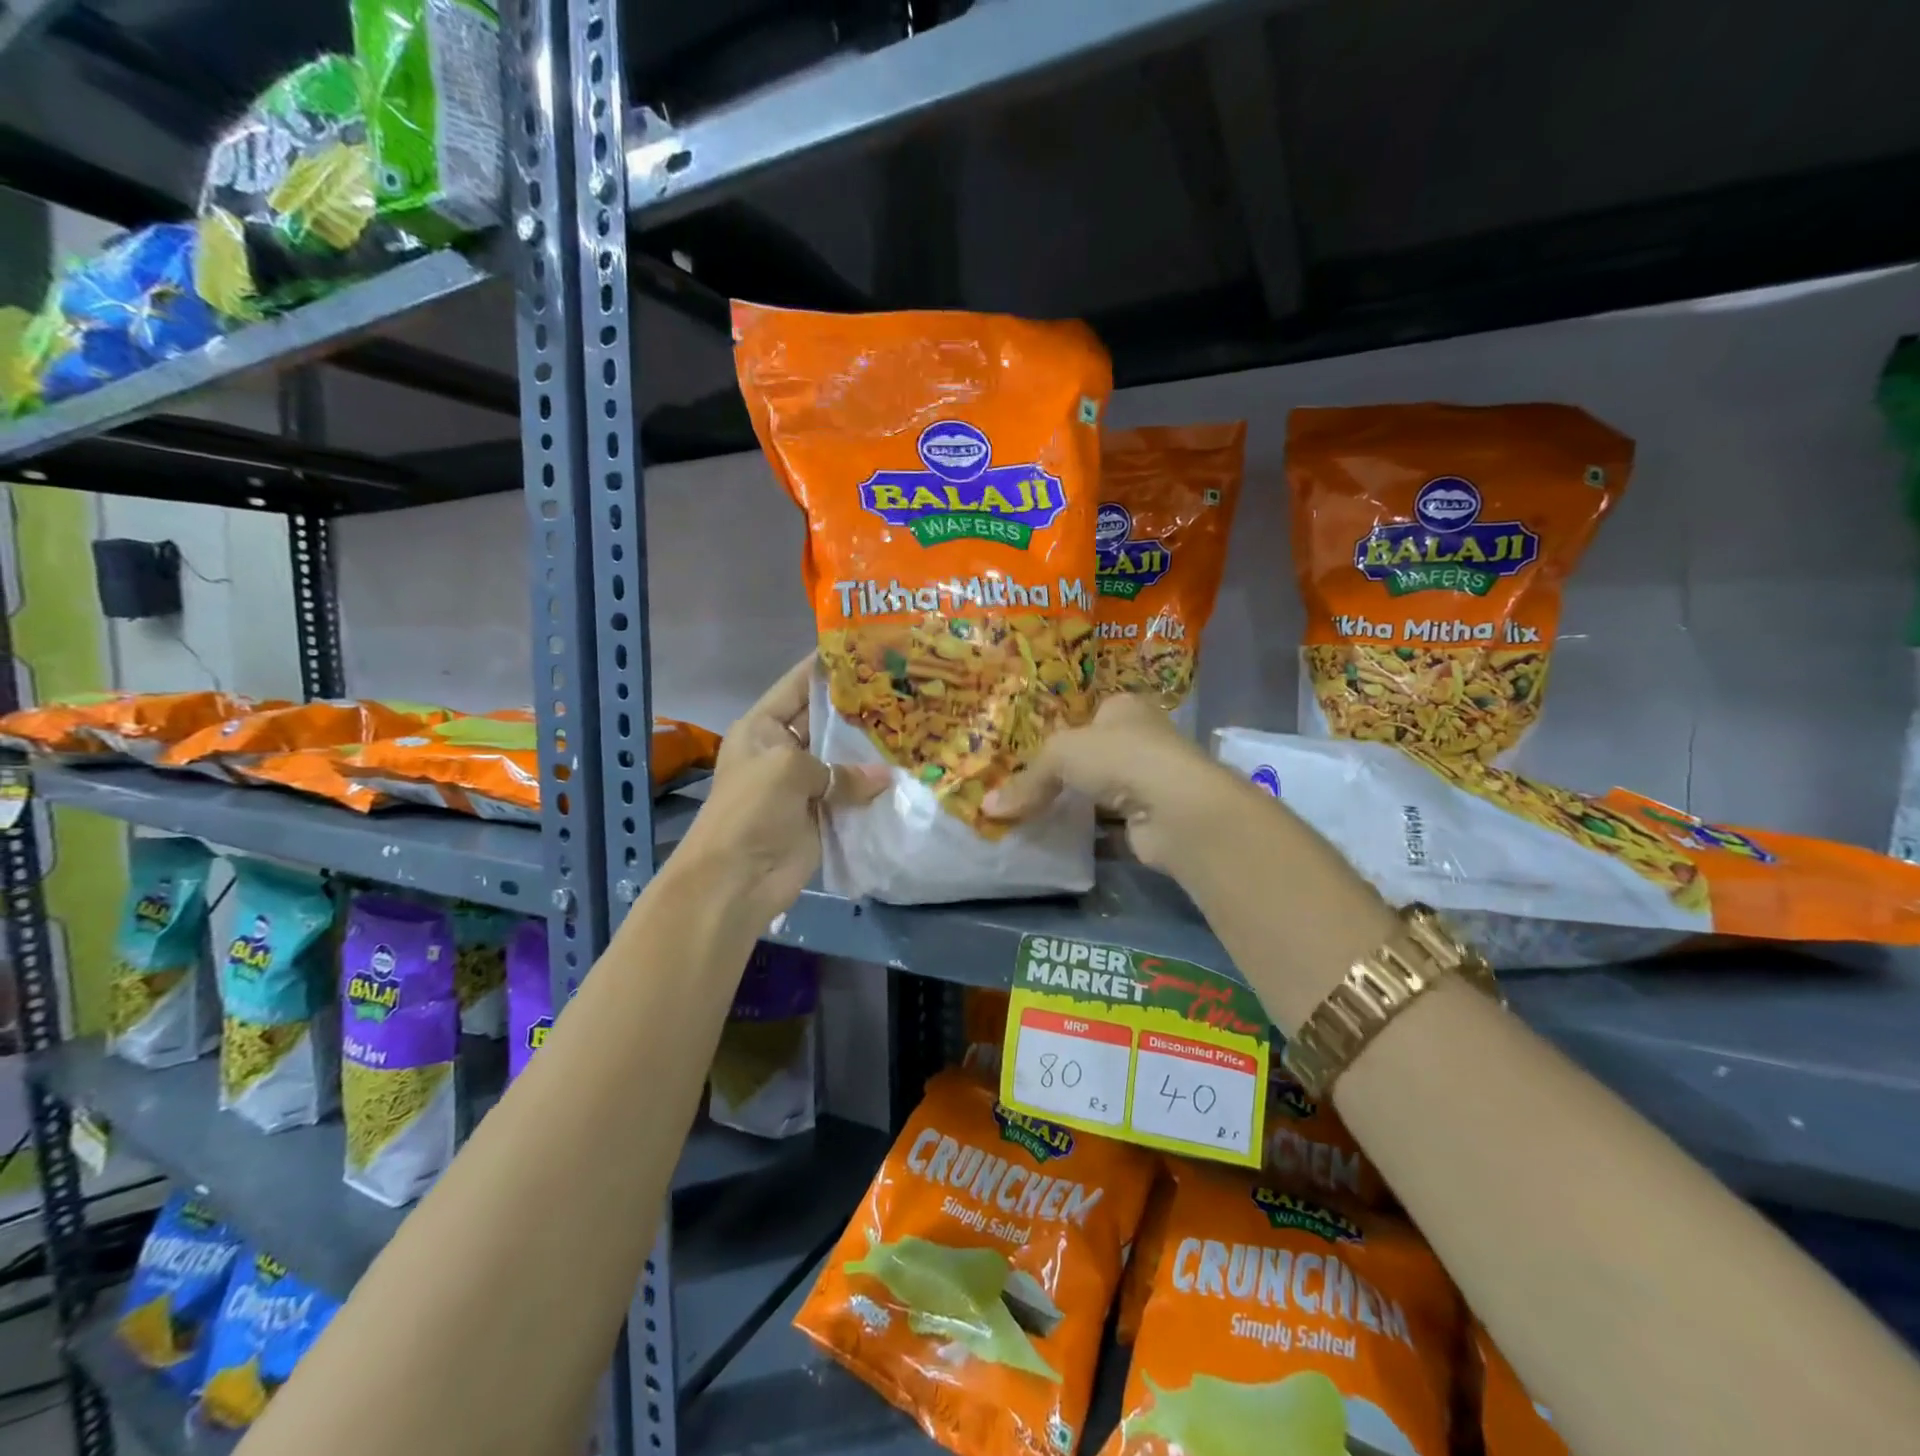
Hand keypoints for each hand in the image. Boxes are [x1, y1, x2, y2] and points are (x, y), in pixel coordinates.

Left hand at [677, 657, 884, 916]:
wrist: (736, 879)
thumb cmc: (751, 810)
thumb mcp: (788, 770)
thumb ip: (839, 767)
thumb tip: (886, 778)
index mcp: (763, 727)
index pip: (798, 685)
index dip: (829, 667)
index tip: (869, 648)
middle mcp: (784, 750)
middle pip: (826, 721)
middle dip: (860, 708)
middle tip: (906, 689)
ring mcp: (804, 784)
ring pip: (844, 759)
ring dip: (873, 750)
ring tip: (916, 725)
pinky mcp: (822, 814)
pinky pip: (852, 794)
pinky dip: (875, 788)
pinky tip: (908, 772)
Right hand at [982, 695, 1247, 870]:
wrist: (1176, 810)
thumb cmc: (1119, 758)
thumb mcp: (1060, 755)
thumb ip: (1026, 780)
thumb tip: (987, 807)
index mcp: (1124, 708)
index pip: (1087, 715)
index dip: (1058, 732)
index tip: (1025, 753)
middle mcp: (1141, 740)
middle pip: (1092, 756)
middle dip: (1063, 773)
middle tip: (1022, 788)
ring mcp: (1149, 782)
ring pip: (1100, 792)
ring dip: (1074, 805)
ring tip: (1031, 816)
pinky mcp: (1150, 821)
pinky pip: (1108, 826)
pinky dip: (1087, 834)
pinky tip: (1057, 841)